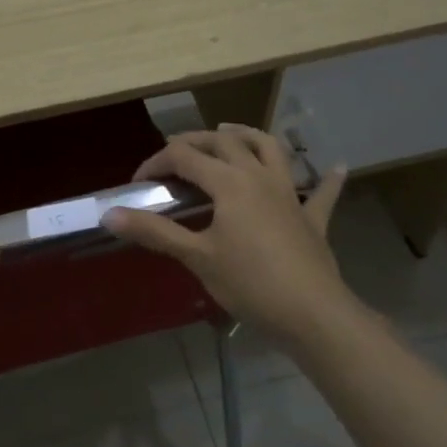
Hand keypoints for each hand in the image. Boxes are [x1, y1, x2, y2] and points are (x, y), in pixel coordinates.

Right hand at [102, 125, 349, 344]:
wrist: (313, 314)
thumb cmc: (250, 283)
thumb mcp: (197, 257)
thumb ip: (154, 231)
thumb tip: (109, 214)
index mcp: (229, 182)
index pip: (184, 157)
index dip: (156, 163)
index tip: (138, 184)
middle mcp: (259, 176)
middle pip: (224, 142)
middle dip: (195, 141)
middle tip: (174, 153)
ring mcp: (290, 194)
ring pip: (270, 149)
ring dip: (249, 136)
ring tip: (230, 133)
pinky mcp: (312, 218)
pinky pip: (322, 193)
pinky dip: (327, 179)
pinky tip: (337, 166)